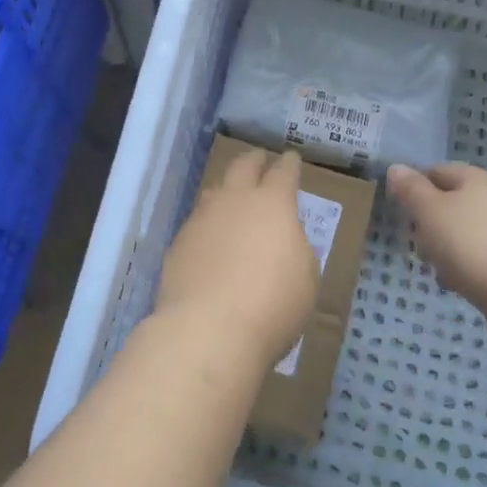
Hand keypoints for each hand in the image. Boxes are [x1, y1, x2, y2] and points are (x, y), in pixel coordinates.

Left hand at [155, 146, 317, 369]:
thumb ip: (295, 249)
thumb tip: (282, 240)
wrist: (208, 328)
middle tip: (260, 159)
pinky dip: (208, 225)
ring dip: (226, 189)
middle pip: (243, 166)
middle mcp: (235, 201)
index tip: (291, 158)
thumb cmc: (272, 304)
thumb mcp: (306, 278)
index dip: (289, 164)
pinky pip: (197, 223)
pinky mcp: (179, 242)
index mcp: (273, 204)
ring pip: (214, 190)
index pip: (283, 173)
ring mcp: (202, 219)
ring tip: (231, 196)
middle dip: (254, 160)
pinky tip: (210, 239)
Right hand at [386, 163, 486, 312]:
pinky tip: (459, 283)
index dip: (414, 187)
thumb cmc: (470, 246)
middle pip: (452, 201)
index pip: (436, 170)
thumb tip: (397, 167)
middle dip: (429, 221)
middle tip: (414, 241)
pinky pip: (482, 254)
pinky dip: (466, 265)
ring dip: (446, 246)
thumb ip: (410, 189)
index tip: (399, 211)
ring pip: (466, 230)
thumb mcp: (429, 212)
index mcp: (475, 178)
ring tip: (435, 267)